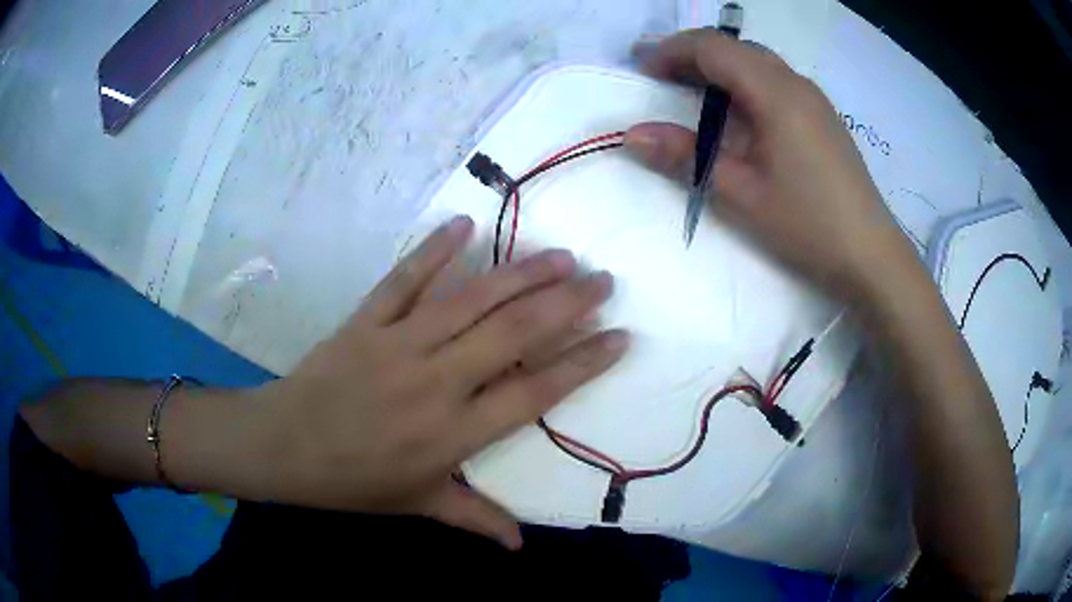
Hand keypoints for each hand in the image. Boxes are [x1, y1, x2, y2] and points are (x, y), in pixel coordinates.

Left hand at [256, 216, 628, 548]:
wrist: (283, 447)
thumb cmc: (354, 481)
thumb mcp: (418, 506)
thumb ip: (475, 519)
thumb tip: (521, 545)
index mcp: (453, 434)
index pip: (535, 394)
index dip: (583, 364)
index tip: (620, 337)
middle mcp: (435, 382)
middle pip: (514, 335)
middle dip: (566, 304)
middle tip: (604, 280)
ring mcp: (398, 345)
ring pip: (470, 301)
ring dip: (520, 274)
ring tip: (561, 256)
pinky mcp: (366, 321)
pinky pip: (403, 280)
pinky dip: (433, 250)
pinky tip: (463, 224)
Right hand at [625, 30, 921, 302]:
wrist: (870, 255)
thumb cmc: (807, 223)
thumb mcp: (740, 193)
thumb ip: (685, 157)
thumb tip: (632, 135)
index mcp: (775, 92)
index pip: (713, 47)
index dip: (671, 51)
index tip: (642, 71)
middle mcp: (796, 83)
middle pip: (735, 49)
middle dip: (692, 57)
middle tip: (660, 81)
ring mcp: (814, 99)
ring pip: (757, 64)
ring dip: (720, 71)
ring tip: (692, 97)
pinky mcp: (822, 118)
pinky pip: (775, 83)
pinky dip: (744, 87)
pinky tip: (738, 118)